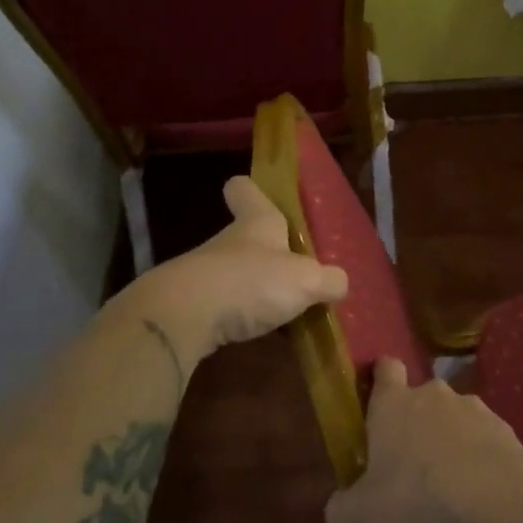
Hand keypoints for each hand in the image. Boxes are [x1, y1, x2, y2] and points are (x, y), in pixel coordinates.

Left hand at [117, 176, 347, 364]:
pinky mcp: (192, 306)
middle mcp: (229, 242)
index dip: (251, 189)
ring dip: (255, 288)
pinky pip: (224, 306)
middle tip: (296, 271)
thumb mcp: (306, 281)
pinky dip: (239, 317)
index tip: (256, 191)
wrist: (183, 317)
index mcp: (257, 223)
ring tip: (284, 310)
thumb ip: (328, 280)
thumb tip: (339, 282)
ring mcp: (206, 273)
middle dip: (268, 251)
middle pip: (246, 236)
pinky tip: (258, 334)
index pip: (246, 190)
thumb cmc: (251, 282)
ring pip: (236, 273)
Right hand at [324, 357, 522, 522]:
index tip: (380, 395)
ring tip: (451, 488)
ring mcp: (475, 408)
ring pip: (457, 420)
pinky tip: (480, 497)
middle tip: (413, 467)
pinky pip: (486, 443)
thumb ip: (343, 508)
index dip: (382, 377)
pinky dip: (481, 462)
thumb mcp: (360, 517)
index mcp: (393, 404)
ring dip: (452, 444)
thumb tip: (341, 505)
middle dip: (418, 425)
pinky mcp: (506, 430)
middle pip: (422, 399)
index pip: (386, 369)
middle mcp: (433, 395)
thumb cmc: (414, 498)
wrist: (493, 497)